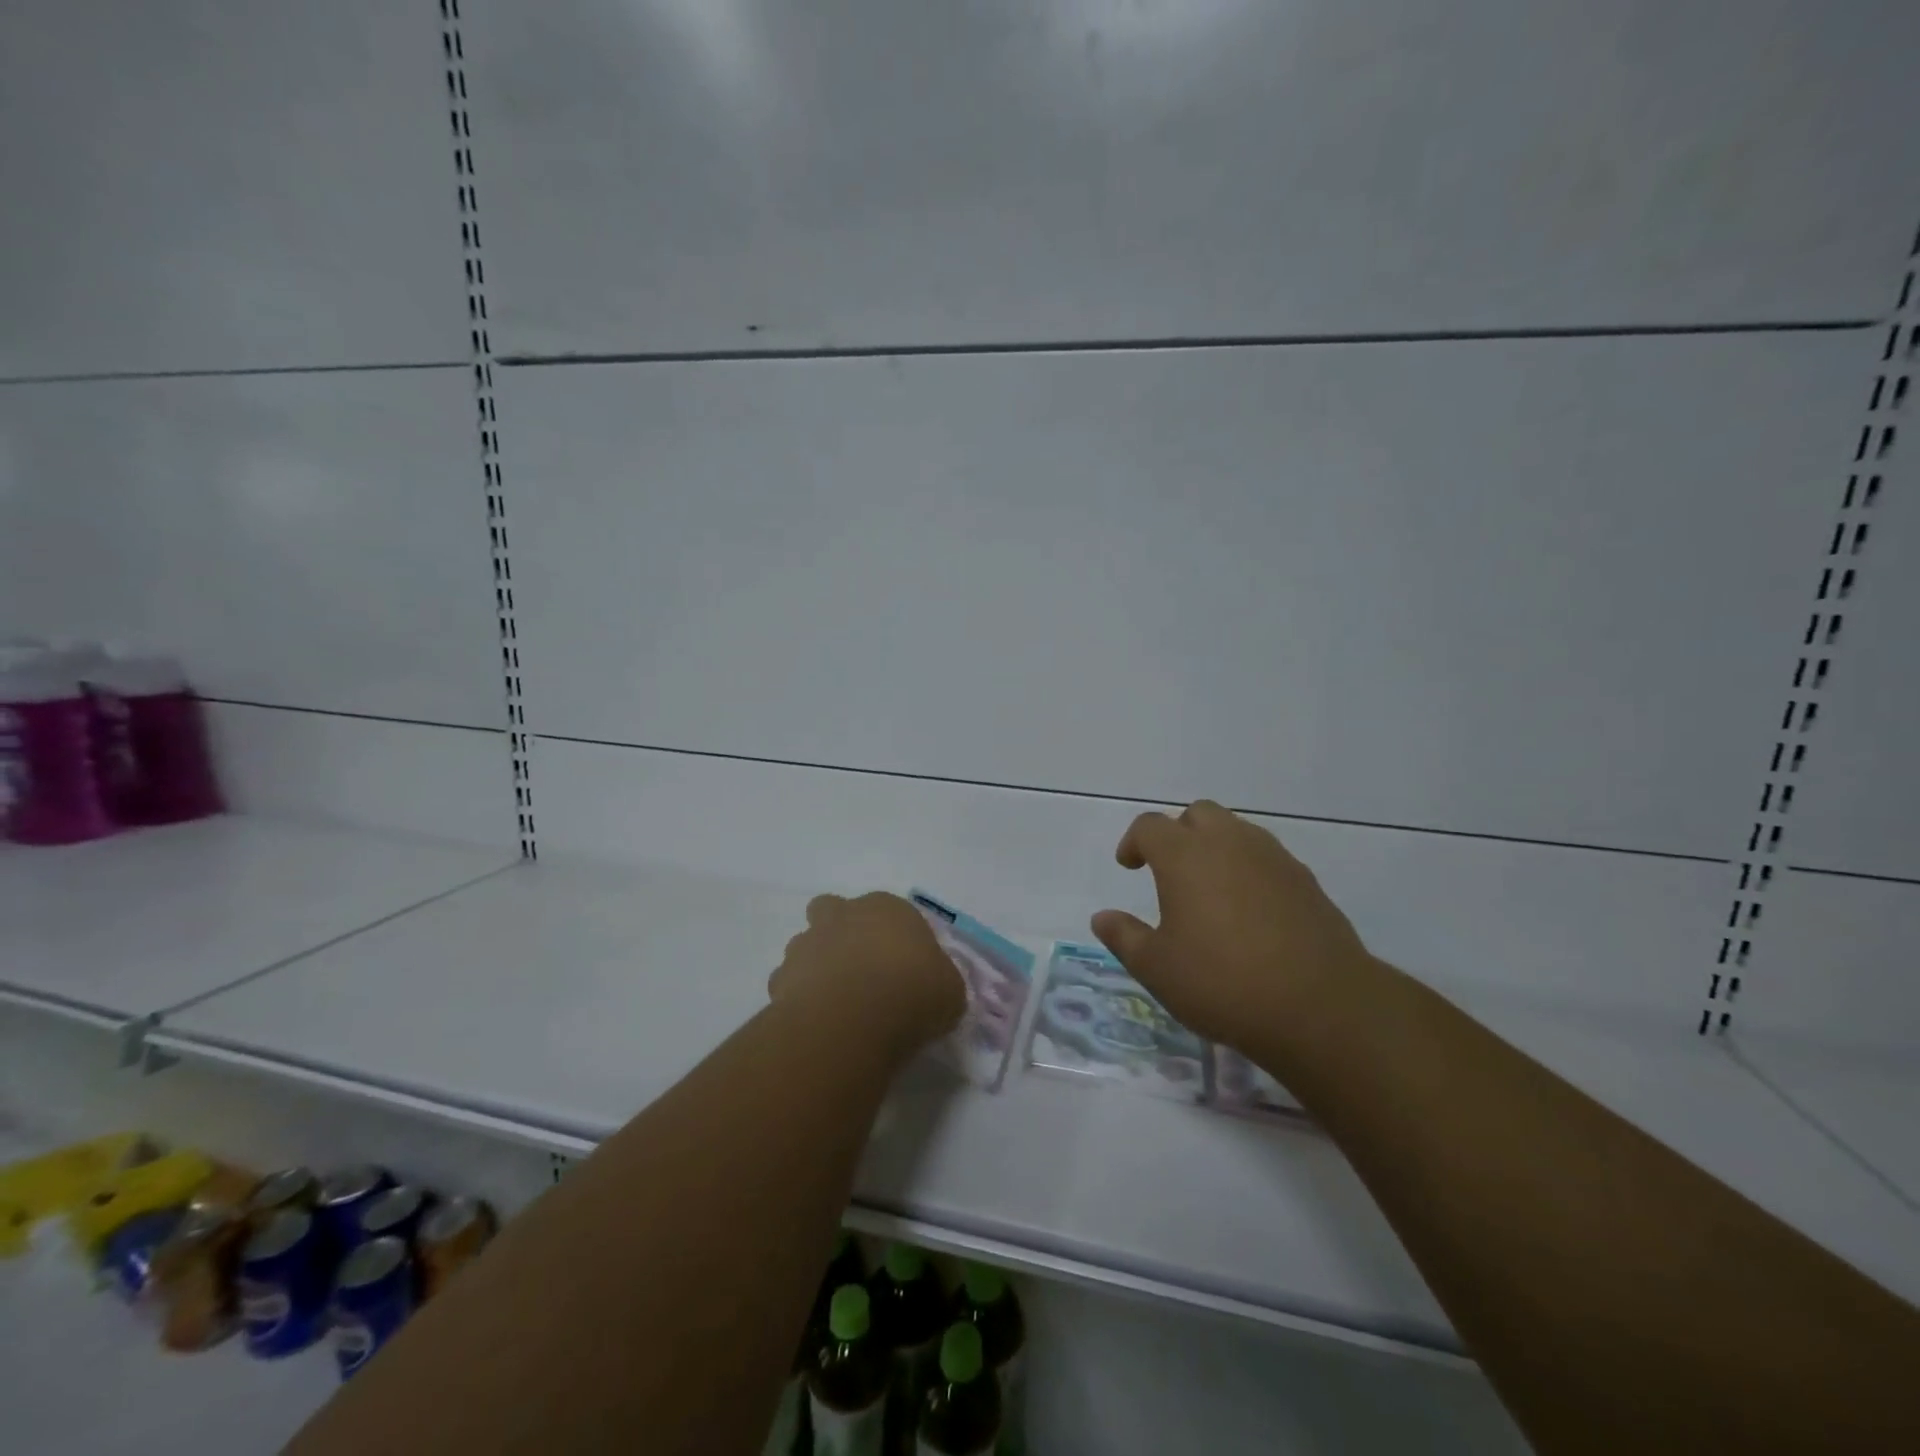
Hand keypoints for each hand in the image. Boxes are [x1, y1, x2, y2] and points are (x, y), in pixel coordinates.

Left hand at [770, 892, 966, 1054]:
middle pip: (833, 910)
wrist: (852, 1020)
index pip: (891, 911)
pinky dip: (799, 998)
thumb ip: (939, 981)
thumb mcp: (950, 990)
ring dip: (817, 965)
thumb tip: (932, 988)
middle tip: (859, 970)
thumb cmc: (913, 993)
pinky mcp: (781, 978)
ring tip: (836, 1002)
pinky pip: (788, 984)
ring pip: (806, 945)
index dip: (895, 938)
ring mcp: (807, 943)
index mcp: (887, 908)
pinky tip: (817, 1021)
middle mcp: (843, 915)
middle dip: (841, 932)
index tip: (904, 968)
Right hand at [1090, 801, 1375, 1049]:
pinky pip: (1267, 858)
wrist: (1321, 1006)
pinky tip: (1250, 912)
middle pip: (1198, 814)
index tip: (1129, 866)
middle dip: (1178, 834)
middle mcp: (1229, 843)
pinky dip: (1249, 870)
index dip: (1134, 841)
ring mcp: (1273, 859)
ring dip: (1216, 847)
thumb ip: (1124, 937)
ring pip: (1237, 831)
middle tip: (1170, 872)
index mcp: (1185, 856)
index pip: (1150, 826)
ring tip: (1210, 890)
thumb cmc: (1223, 982)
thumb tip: (1102, 917)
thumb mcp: (1157, 969)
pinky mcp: (1306, 881)